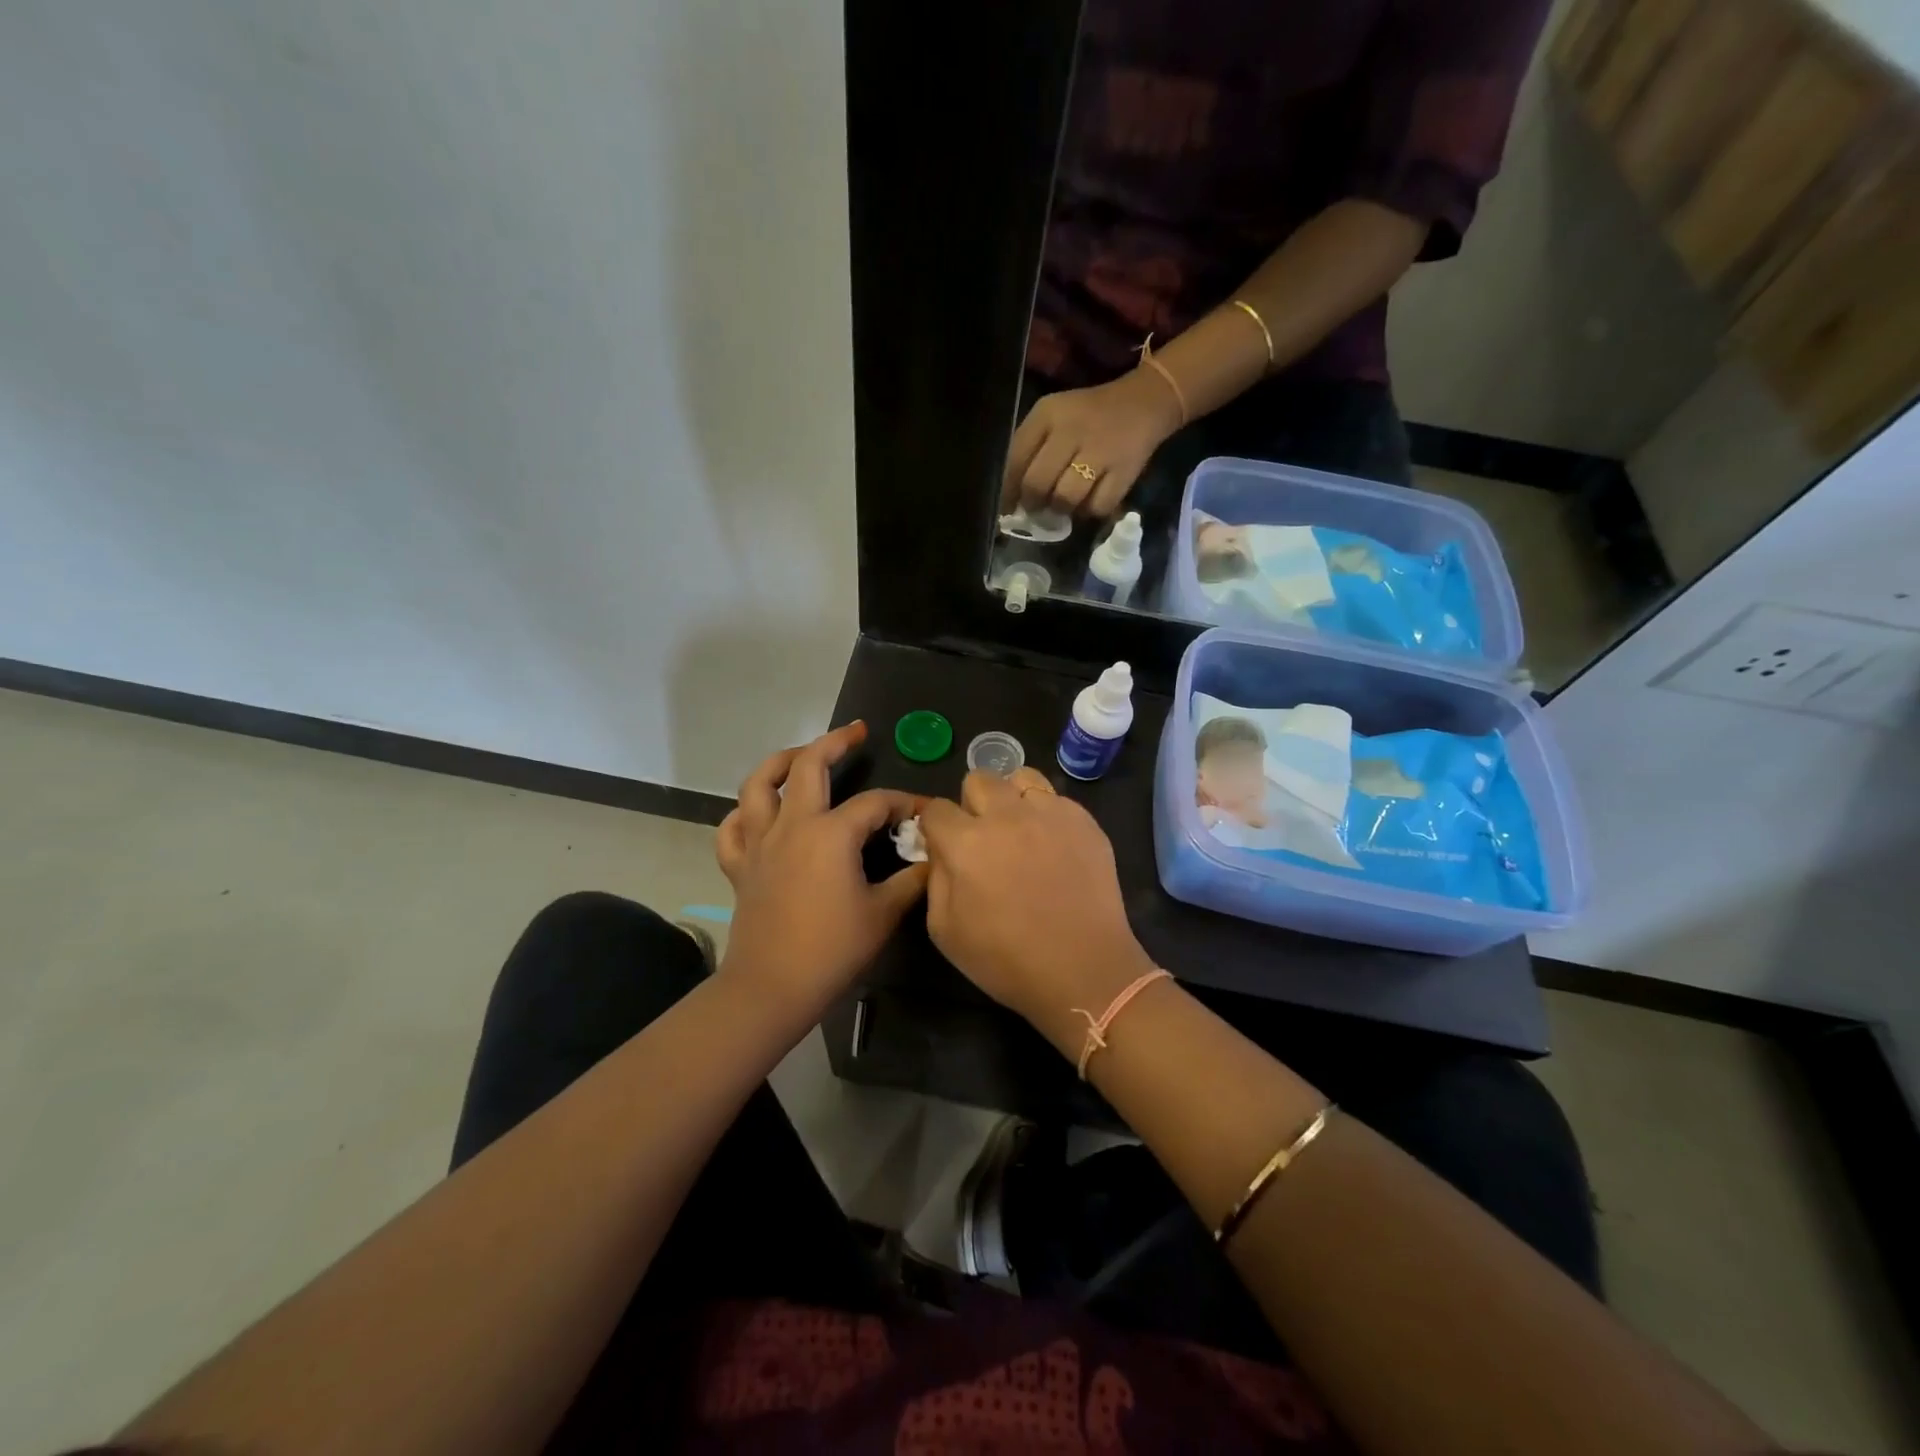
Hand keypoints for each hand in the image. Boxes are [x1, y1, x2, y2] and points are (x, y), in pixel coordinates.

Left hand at [715, 722, 927, 1024]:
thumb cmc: (832, 949)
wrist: (772, 988)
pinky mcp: (740, 865)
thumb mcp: (884, 914)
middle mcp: (792, 825)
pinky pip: (732, 827)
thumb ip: (913, 881)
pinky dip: (743, 813)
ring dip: (780, 761)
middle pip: (808, 765)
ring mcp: (759, 843)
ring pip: (758, 784)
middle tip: (857, 732)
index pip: (875, 803)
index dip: (904, 803)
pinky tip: (759, 813)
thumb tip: (933, 859)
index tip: (924, 812)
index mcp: (831, 833)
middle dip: (835, 742)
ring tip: (800, 755)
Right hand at [919, 768, 1157, 1059]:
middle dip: (973, 804)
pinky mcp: (1084, 820)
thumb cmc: (1006, 959)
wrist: (1083, 970)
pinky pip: (1056, 800)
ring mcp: (1050, 813)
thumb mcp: (944, 929)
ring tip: (1020, 830)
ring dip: (1012, 798)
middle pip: (978, 779)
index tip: (944, 845)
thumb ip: (935, 878)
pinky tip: (1053, 847)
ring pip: (1021, 777)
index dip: (935, 827)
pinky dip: (1047, 815)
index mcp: (966, 842)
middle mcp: (1007, 815)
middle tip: (984, 837)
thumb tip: (940, 851)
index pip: (936, 809)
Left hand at [1002, 368, 1184, 516]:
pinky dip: (1090, 511)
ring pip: (1065, 499)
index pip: (1015, 460)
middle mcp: (1072, 430)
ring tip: (1065, 503)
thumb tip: (1011, 497)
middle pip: (1038, 484)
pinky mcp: (1124, 471)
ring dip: (1061, 509)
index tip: (1008, 508)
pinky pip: (1096, 507)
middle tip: (1038, 508)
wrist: (1144, 402)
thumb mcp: (1053, 418)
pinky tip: (1089, 501)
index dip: (1008, 491)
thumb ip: (1029, 449)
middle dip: (1033, 503)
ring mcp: (1100, 451)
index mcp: (1048, 414)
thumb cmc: (1088, 415)